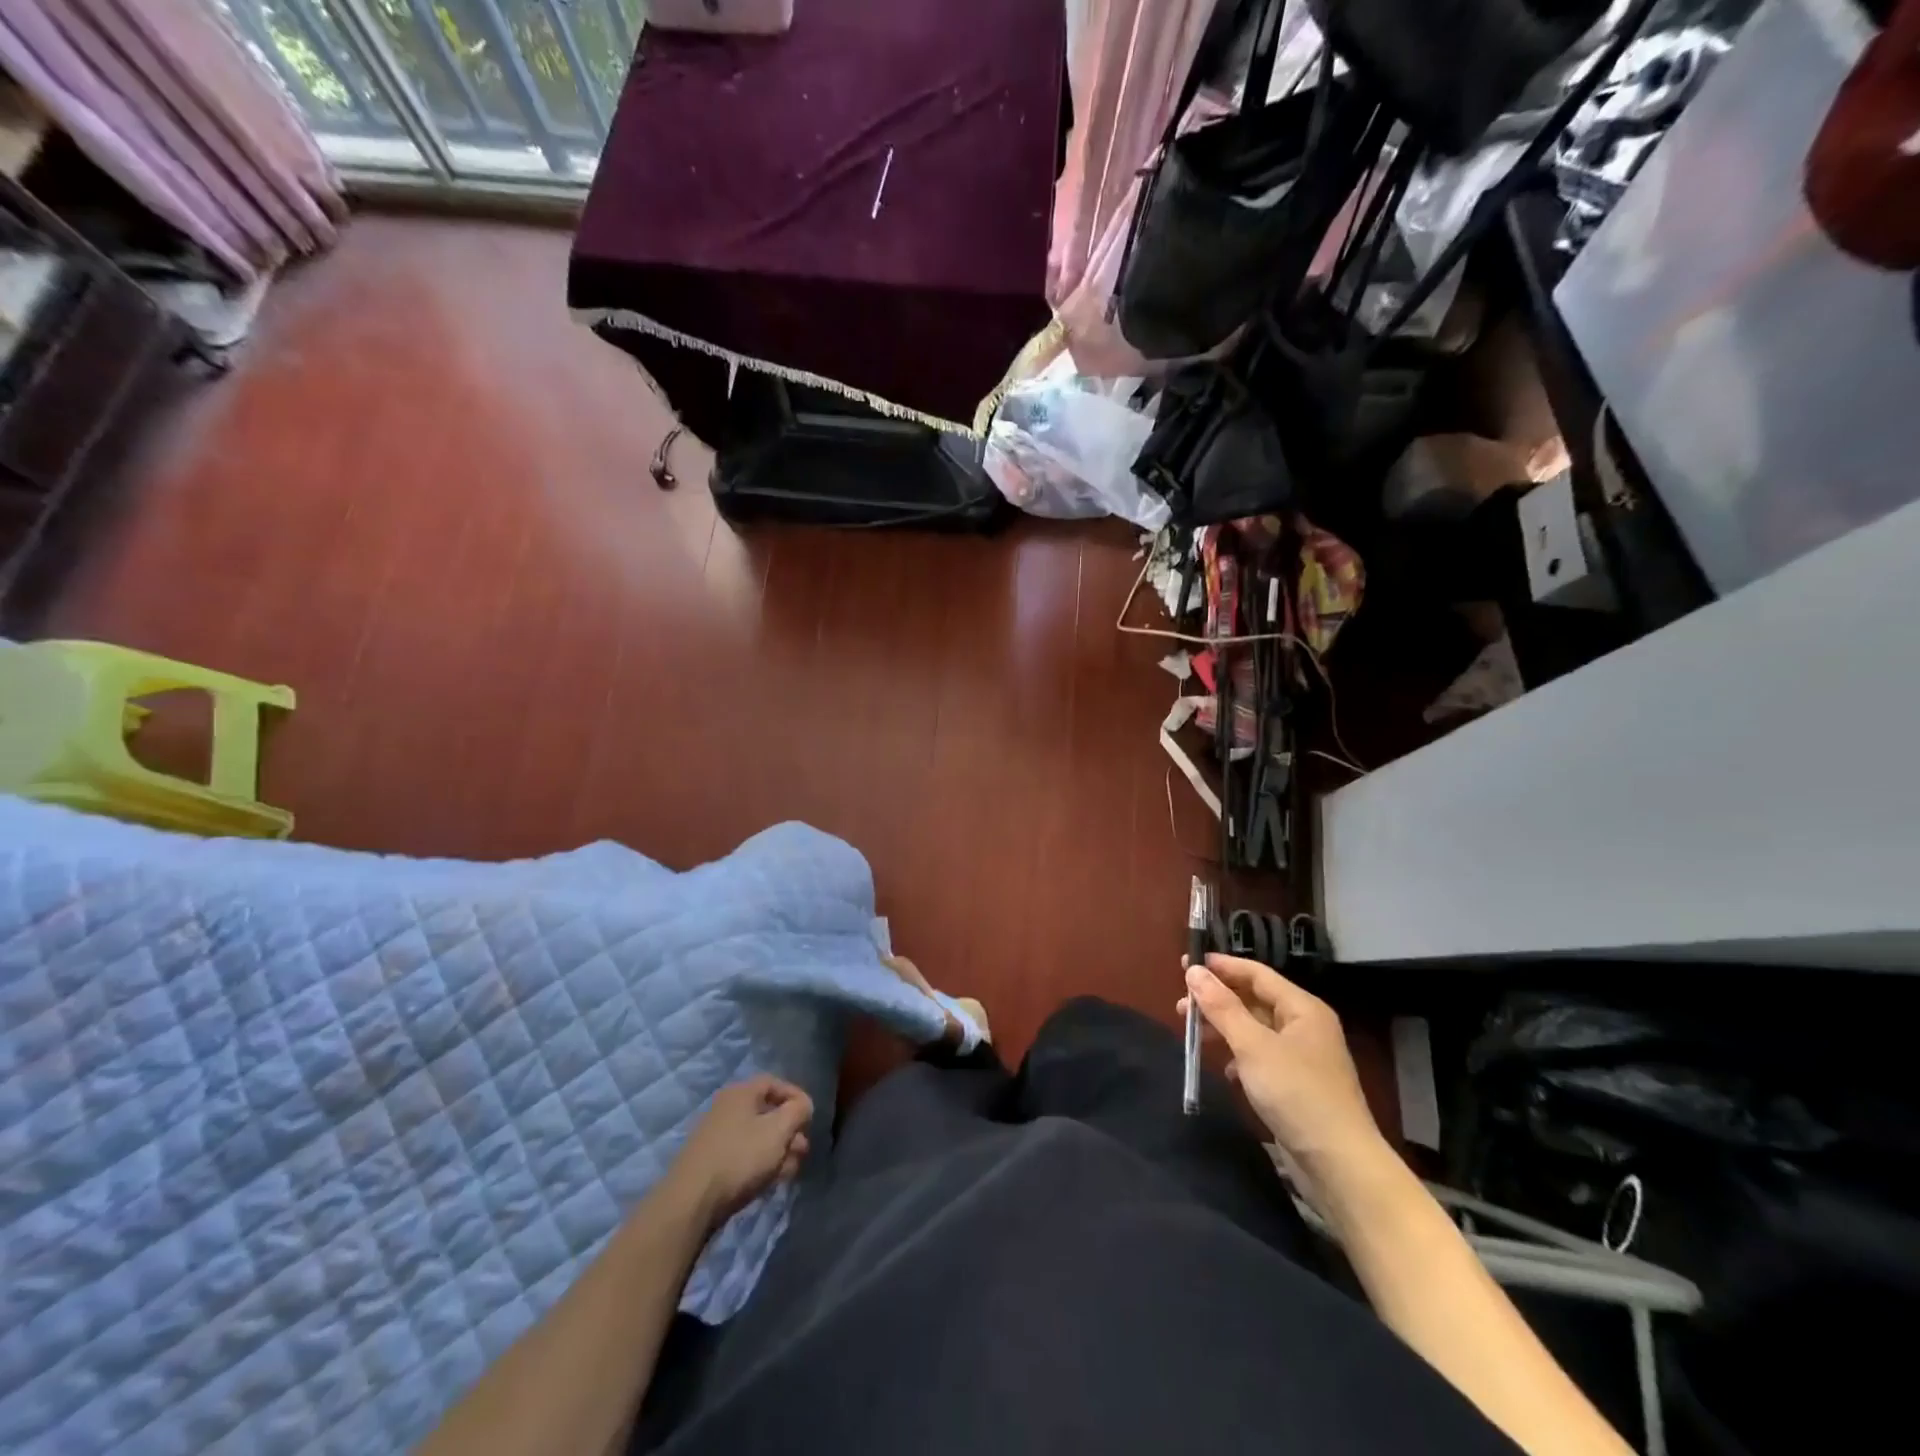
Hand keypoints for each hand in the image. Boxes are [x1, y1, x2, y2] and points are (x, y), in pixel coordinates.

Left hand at [666, 1076, 813, 1230]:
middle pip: (767, 1112)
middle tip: (803, 1150)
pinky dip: (761, 1163)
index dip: (796, 1097)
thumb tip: (803, 1105)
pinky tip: (772, 1181)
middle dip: (790, 1130)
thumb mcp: (778, 1130)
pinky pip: (744, 1155)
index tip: (810, 1117)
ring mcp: (717, 1137)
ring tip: (792, 1170)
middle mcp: (727, 1108)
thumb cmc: (740, 1157)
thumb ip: (798, 1111)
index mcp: (741, 1093)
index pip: (775, 1083)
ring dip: (779, 1150)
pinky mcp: (712, 1163)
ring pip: (758, 1137)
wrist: (691, 1202)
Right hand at [1179, 954, 1385, 1185]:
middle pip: (1254, 1000)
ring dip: (1223, 1028)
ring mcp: (1302, 1057)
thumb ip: (1222, 1007)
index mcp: (1302, 1008)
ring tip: (1192, 1033)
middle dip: (1217, 1000)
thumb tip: (1194, 972)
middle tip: (1181, 1003)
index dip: (1222, 966)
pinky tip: (1223, 1068)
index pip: (1257, 974)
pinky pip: (1260, 1057)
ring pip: (1254, 1029)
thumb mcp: (1253, 1046)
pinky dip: (1238, 1056)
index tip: (1186, 963)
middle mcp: (1304, 1026)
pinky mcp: (1296, 1085)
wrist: (1339, 1164)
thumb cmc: (1296, 1093)